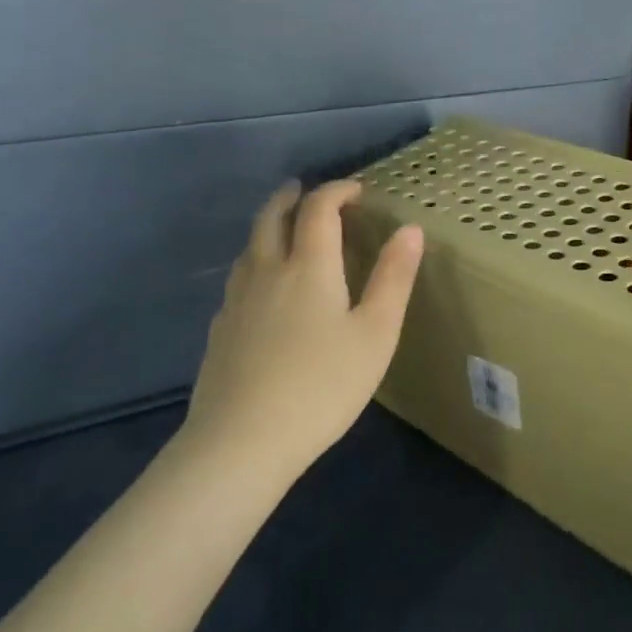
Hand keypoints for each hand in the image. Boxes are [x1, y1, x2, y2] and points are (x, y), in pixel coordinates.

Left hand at [181, 180, 422, 483]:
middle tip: (304, 190)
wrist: (242, 441)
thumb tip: (411, 229)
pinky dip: (254, 263)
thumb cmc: (322, 386)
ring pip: (249, 246)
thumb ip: (394, 278)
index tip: (356, 190)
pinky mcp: (219, 330)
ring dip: (268, 226)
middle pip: (272, 217)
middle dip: (291, 197)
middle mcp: (267, 271)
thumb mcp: (376, 334)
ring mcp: (237, 300)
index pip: (319, 209)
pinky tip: (261, 289)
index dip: (337, 191)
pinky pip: (238, 279)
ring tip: (283, 230)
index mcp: (309, 267)